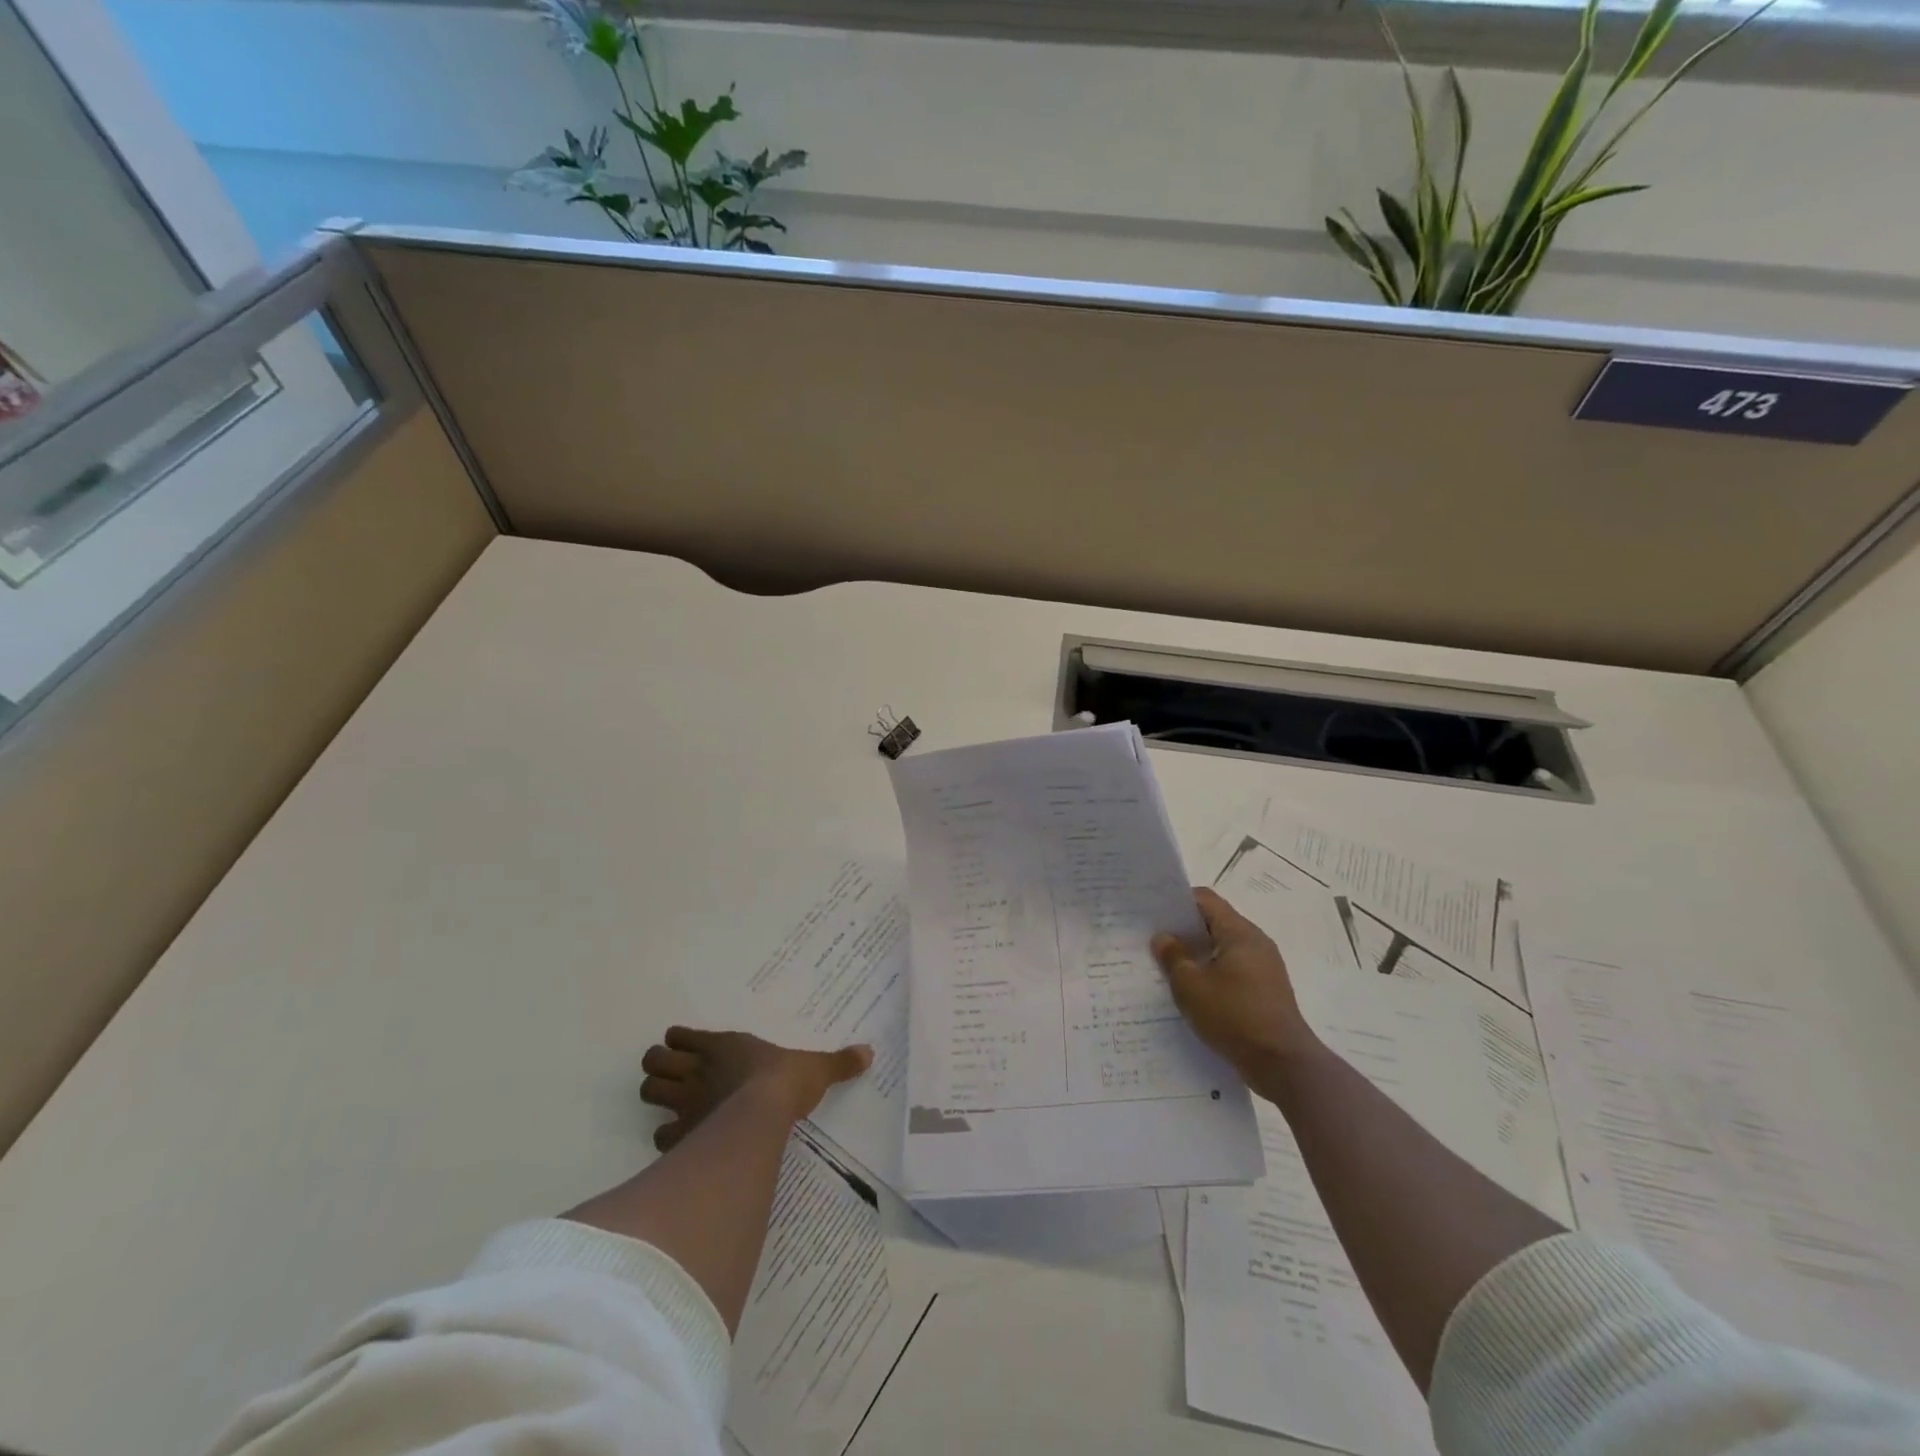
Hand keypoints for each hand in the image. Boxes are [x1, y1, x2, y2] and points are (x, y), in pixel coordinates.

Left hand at [639, 1027, 872, 1151]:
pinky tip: (680, 1141)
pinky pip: (661, 1135)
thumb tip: (868, 1053)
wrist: (762, 1115)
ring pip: (648, 1091)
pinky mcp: (682, 1135)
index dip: (679, 1041)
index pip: (682, 1036)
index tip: (685, 1046)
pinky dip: (666, 1137)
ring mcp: (685, 1102)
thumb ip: (838, 1062)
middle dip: (658, 1068)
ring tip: (669, 1102)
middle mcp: (698, 1070)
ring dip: (655, 1095)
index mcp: (723, 1046)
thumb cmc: (784, 1082)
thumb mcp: (816, 1067)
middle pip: (654, 1061)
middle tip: (671, 1075)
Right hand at [1152, 888, 1318, 1081]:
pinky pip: (1233, 971)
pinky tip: (1194, 993)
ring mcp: (1264, 968)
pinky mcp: (1266, 991)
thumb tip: (1163, 938)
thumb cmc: (1234, 1016)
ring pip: (1223, 949)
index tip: (1154, 914)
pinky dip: (1212, 974)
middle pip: (1215, 923)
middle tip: (1155, 941)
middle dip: (1185, 930)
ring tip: (1169, 968)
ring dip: (1198, 955)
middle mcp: (1256, 943)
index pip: (1205, 900)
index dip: (1178, 902)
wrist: (1283, 1064)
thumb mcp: (1191, 986)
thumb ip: (1173, 957)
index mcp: (1240, 933)